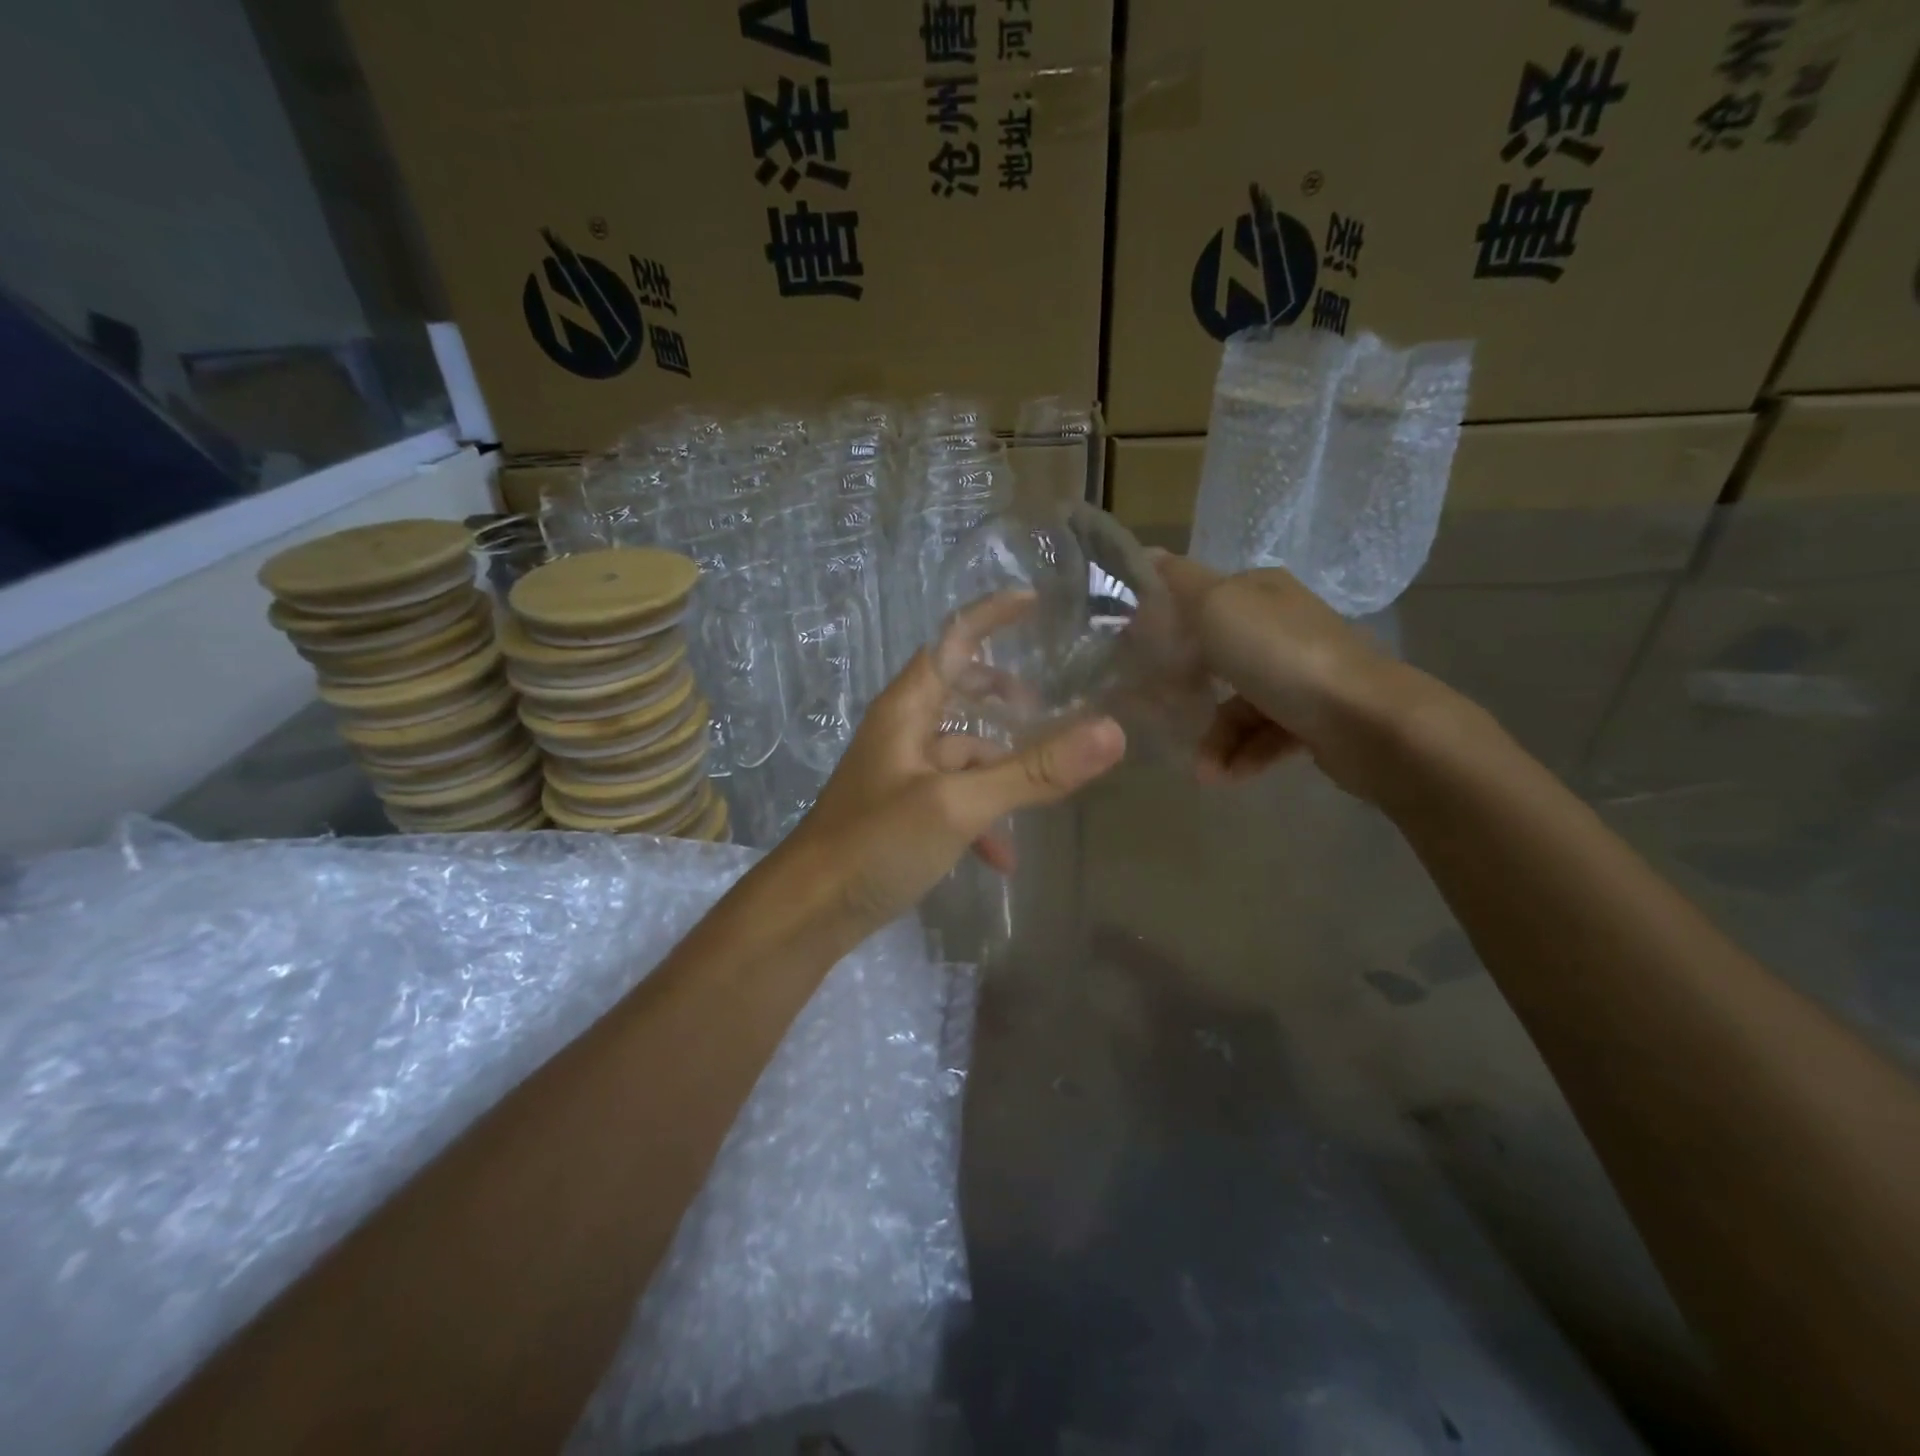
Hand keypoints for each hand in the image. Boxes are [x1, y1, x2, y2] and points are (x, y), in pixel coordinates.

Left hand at [775, 597, 1126, 937]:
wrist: (809, 913)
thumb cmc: (875, 844)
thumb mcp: (958, 805)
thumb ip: (1032, 771)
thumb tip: (1110, 732)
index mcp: (906, 710)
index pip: (951, 643)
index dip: (990, 616)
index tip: (1034, 600)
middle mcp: (901, 734)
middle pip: (958, 694)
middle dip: (1002, 696)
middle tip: (1047, 704)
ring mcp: (901, 776)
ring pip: (962, 755)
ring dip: (1000, 769)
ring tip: (1044, 789)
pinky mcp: (902, 815)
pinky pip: (953, 801)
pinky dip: (981, 819)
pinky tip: (1003, 858)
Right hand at [1154, 553, 1440, 802]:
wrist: (1366, 720)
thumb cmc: (1280, 656)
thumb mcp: (1217, 607)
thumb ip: (1179, 584)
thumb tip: (1148, 556)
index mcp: (1259, 592)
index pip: (1199, 600)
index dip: (1165, 625)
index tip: (1133, 656)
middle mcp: (1281, 626)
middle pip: (1215, 656)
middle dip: (1185, 690)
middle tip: (1157, 713)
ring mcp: (1300, 673)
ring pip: (1238, 705)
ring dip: (1214, 738)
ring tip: (1202, 770)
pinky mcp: (1313, 717)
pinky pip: (1264, 736)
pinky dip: (1243, 755)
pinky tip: (1226, 775)